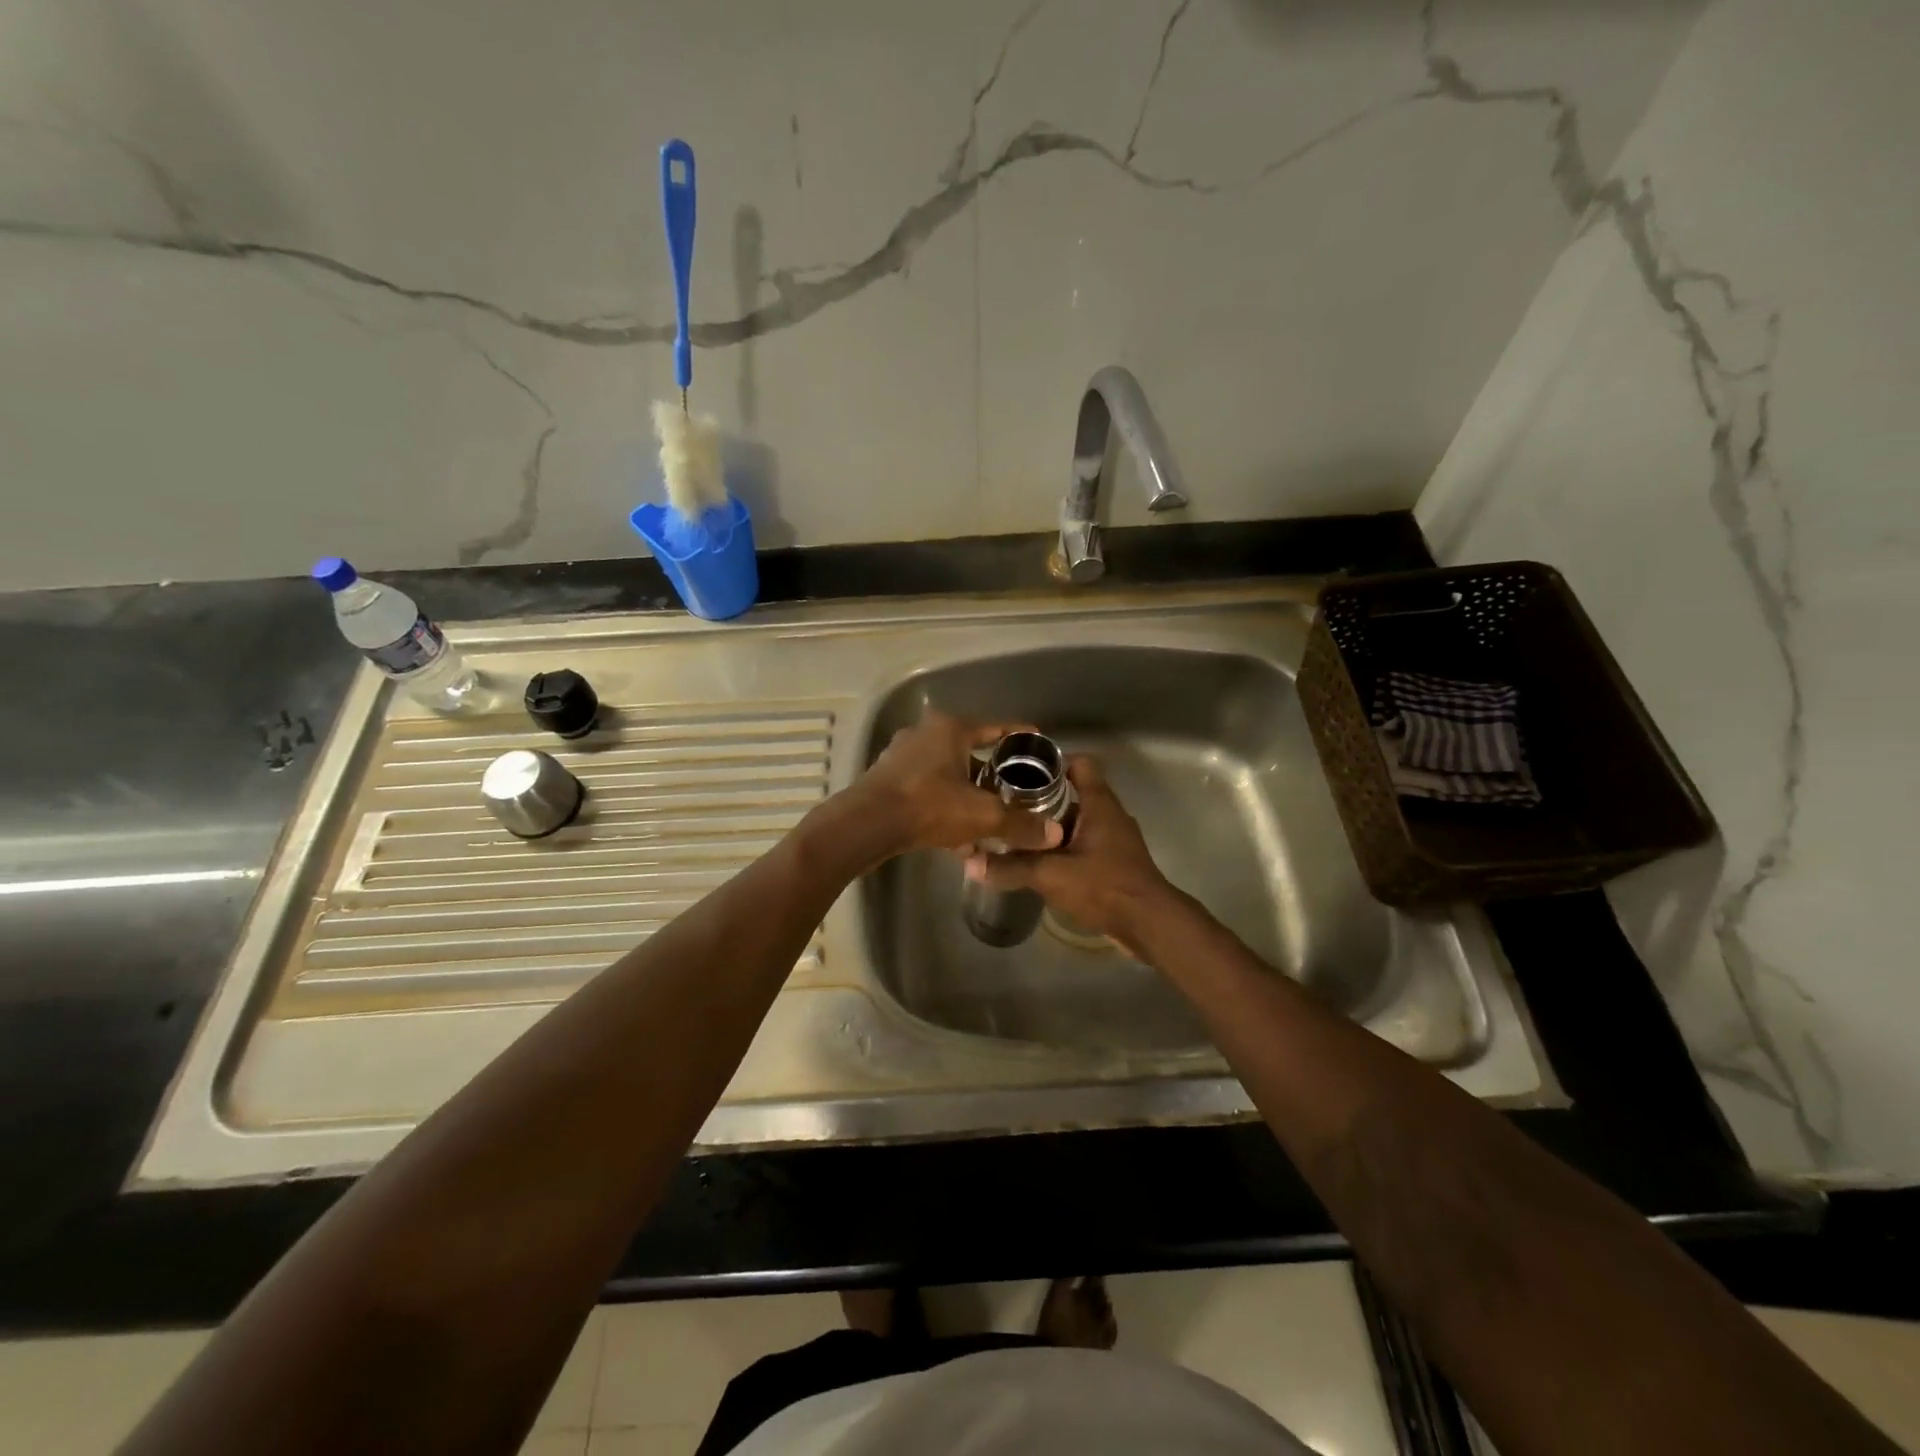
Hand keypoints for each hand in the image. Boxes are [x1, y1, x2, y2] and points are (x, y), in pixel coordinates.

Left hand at [846, 712, 1065, 862]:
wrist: (867, 824)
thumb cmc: (930, 806)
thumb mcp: (983, 816)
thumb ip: (1019, 823)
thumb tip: (1054, 833)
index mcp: (951, 729)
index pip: (995, 728)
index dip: (1018, 735)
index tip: (1035, 741)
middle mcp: (925, 733)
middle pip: (969, 750)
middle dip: (991, 772)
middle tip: (1012, 788)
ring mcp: (901, 754)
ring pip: (946, 771)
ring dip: (966, 792)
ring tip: (986, 816)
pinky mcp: (886, 777)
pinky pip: (926, 787)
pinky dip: (943, 803)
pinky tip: (955, 834)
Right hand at [964, 754, 1175, 953]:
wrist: (1150, 924)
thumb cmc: (1104, 886)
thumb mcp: (1051, 875)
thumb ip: (1011, 867)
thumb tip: (971, 863)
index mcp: (1099, 804)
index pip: (1080, 764)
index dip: (1052, 762)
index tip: (1021, 772)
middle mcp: (1110, 815)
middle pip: (1075, 793)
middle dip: (1043, 798)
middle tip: (1009, 806)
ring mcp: (1116, 840)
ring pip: (1079, 821)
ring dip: (1053, 826)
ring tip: (1019, 834)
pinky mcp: (1116, 863)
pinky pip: (1086, 844)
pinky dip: (1065, 848)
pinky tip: (1042, 863)